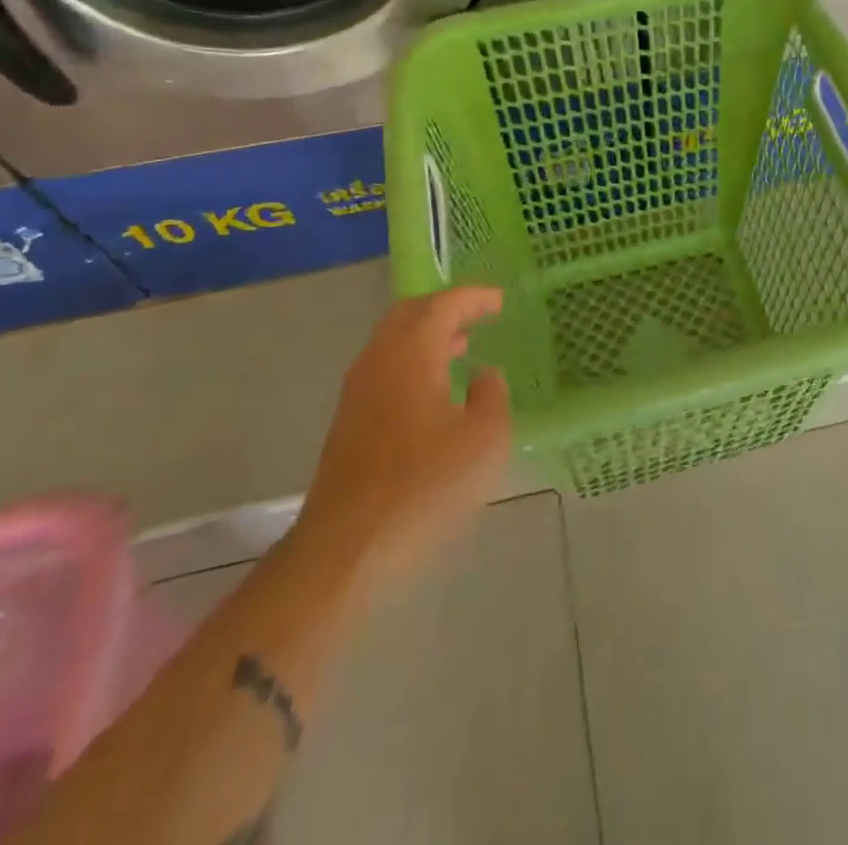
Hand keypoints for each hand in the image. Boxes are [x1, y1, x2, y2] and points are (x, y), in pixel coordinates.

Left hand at [291, 288, 511, 589]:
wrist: (347, 550)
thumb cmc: (424, 486)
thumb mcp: (484, 439)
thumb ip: (491, 396)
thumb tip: (483, 375)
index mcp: (410, 354)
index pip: (441, 305)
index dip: (473, 297)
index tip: (500, 300)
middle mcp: (377, 361)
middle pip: (409, 315)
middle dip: (445, 309)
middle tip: (478, 315)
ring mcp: (357, 393)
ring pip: (394, 344)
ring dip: (428, 337)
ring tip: (462, 346)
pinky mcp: (349, 424)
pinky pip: (386, 371)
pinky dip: (414, 363)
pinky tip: (435, 392)